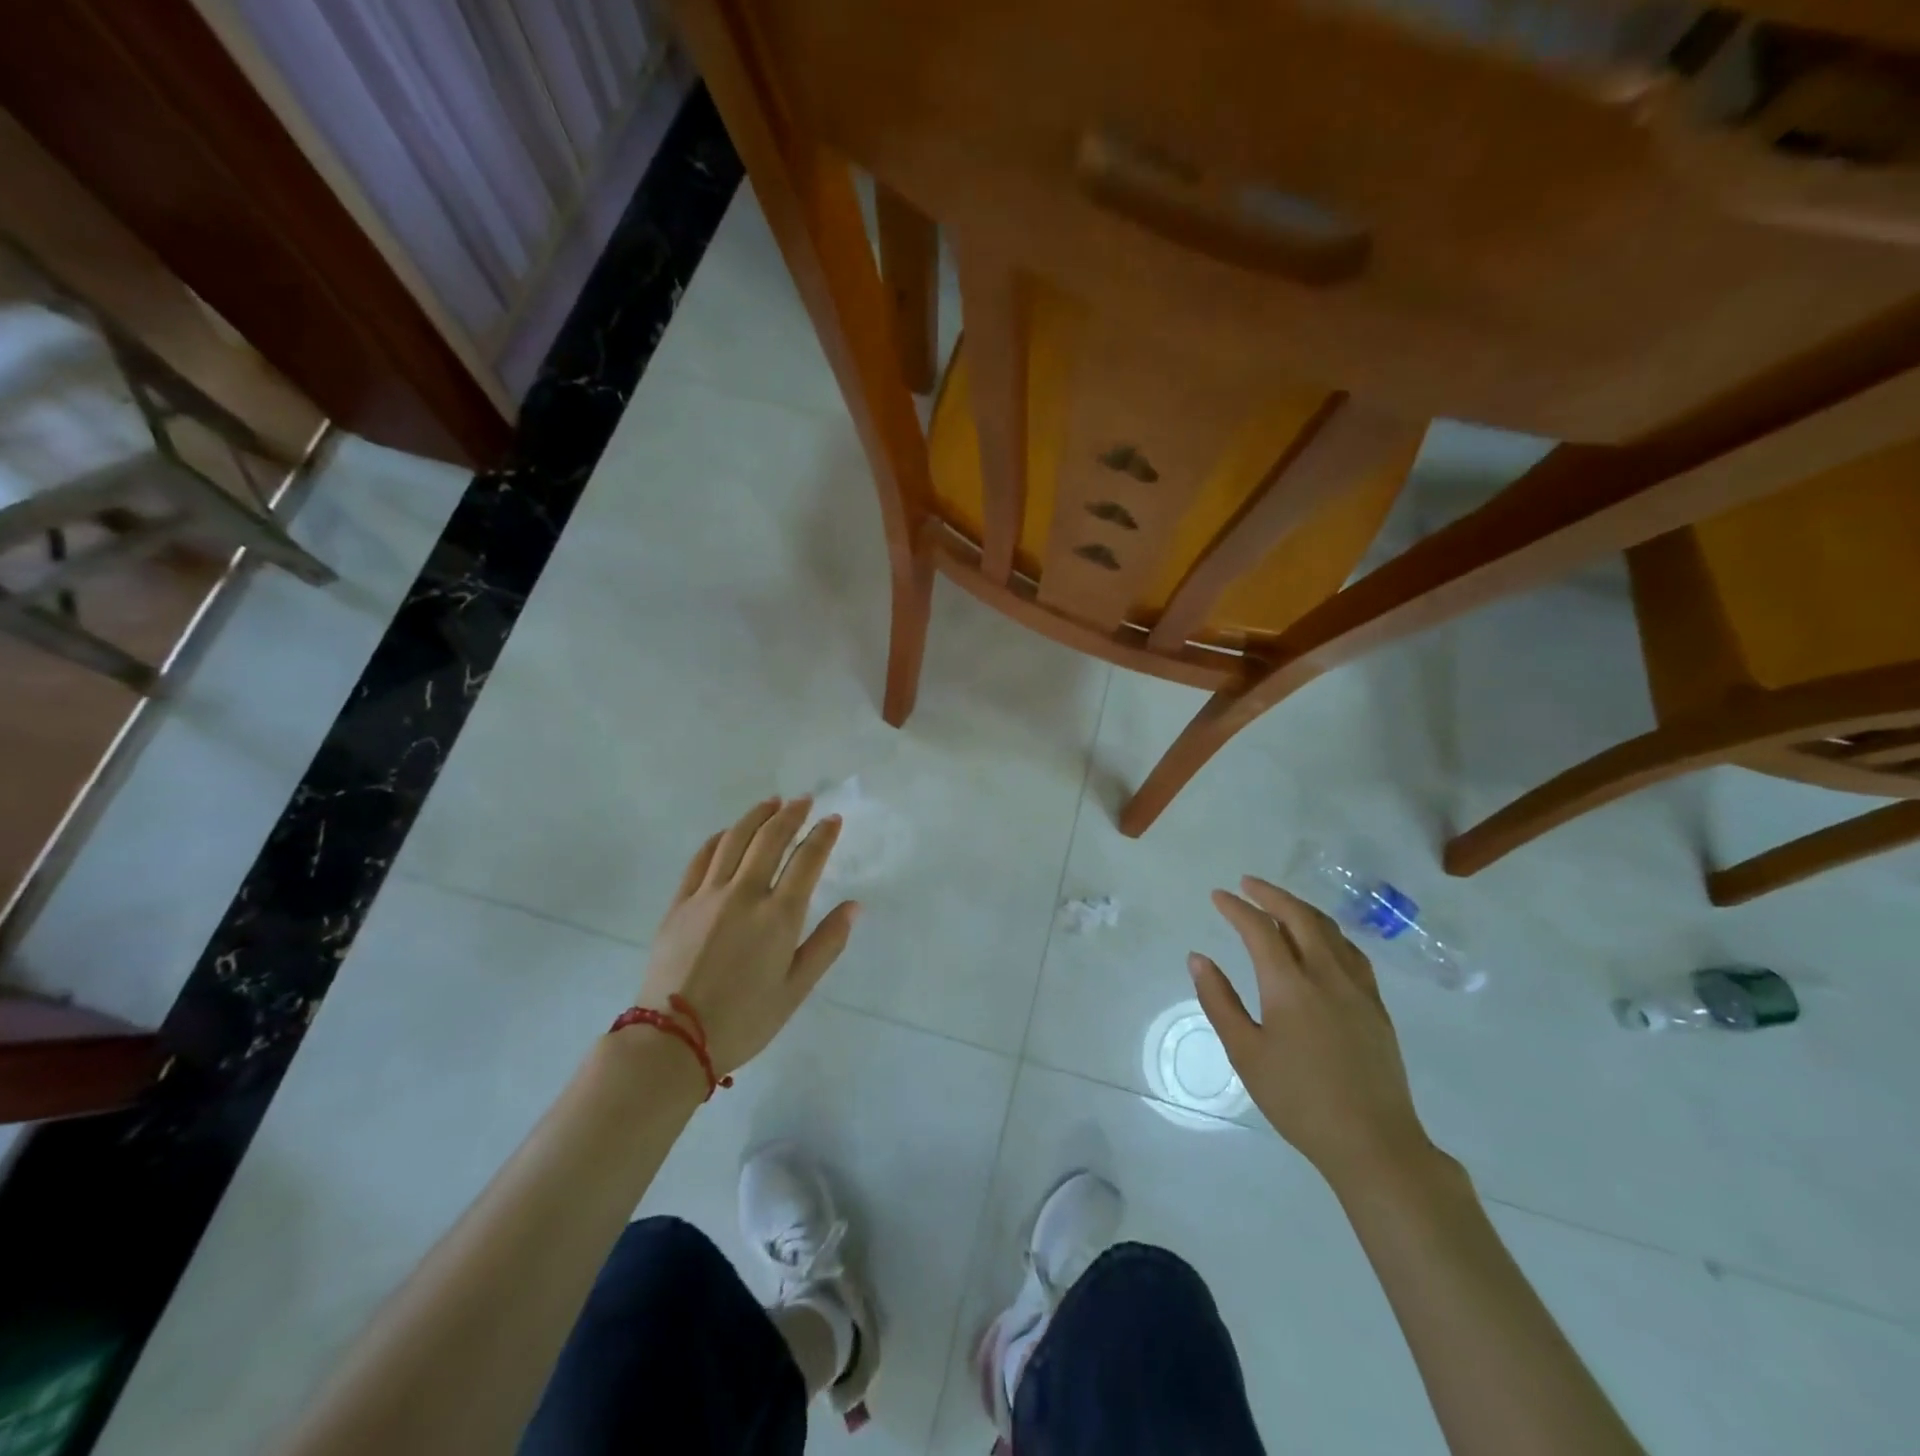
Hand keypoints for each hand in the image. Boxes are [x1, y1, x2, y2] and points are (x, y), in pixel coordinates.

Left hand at [637, 797, 857, 1074]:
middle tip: (804, 800)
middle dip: (791, 814)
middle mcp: (745, 894)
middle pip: (770, 839)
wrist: (673, 1041)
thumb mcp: (796, 990)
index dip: (823, 836)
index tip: (832, 820)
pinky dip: (719, 839)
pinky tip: (728, 833)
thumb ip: (827, 944)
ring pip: (734, 840)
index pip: (807, 861)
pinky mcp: (680, 903)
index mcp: (779, 916)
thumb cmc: (744, 1020)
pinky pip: (701, 859)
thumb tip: (854, 906)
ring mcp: (708, 895)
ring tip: (771, 803)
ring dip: (756, 816)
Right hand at [1189, 876, 1433, 1190]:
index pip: (1260, 929)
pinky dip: (1328, 933)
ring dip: (1300, 909)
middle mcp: (1327, 975)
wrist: (1373, 1143)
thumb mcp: (1246, 1053)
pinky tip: (1321, 941)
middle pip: (1300, 917)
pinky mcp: (1376, 1006)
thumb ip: (1220, 1001)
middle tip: (1247, 884)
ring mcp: (1358, 989)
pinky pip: (1351, 952)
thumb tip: (1198, 959)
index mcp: (1290, 985)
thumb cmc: (1298, 1100)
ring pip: (1330, 930)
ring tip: (1279, 904)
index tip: (1217, 896)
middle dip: (1271, 894)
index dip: (1236, 908)